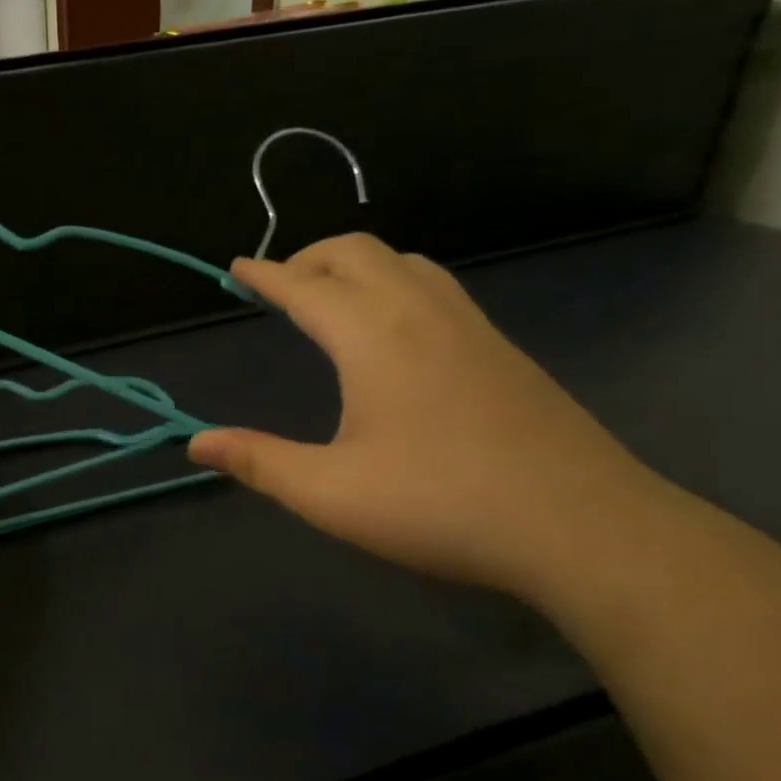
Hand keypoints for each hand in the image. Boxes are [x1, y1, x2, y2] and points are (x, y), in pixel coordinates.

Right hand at [188, 234, 682, 602]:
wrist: (583, 528)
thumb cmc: (442, 506)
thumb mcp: (330, 493)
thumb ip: (258, 462)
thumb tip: (197, 443)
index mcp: (374, 337)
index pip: (306, 286)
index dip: (264, 275)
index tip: (235, 267)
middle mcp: (422, 314)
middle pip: (358, 252)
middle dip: (308, 257)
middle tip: (277, 286)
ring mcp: (472, 328)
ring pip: (406, 262)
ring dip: (357, 265)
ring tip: (330, 299)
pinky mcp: (502, 351)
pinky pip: (437, 288)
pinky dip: (396, 283)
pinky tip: (394, 331)